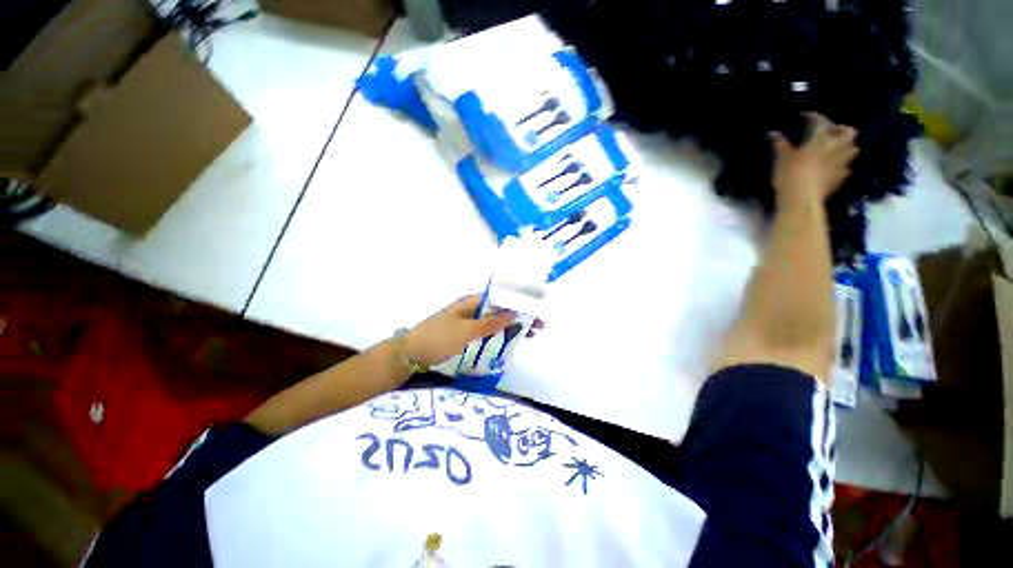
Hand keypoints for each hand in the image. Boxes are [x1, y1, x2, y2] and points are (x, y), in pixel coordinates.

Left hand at [404, 295, 543, 366]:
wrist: (410, 354)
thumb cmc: (438, 338)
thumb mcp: (466, 331)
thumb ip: (491, 323)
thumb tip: (515, 312)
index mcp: (472, 302)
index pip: (501, 298)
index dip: (520, 303)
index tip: (536, 311)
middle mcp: (472, 308)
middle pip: (501, 309)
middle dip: (520, 316)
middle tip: (538, 327)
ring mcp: (468, 321)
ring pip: (496, 320)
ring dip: (512, 325)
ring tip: (530, 334)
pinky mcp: (465, 333)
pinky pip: (488, 331)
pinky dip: (500, 334)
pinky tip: (510, 340)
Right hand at [771, 112, 858, 206]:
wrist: (802, 199)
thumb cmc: (791, 174)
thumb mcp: (781, 158)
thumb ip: (780, 144)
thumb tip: (773, 133)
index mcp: (820, 139)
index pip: (819, 121)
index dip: (812, 116)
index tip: (805, 115)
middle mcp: (836, 147)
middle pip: (848, 132)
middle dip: (841, 129)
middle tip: (832, 130)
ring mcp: (841, 164)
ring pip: (852, 149)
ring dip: (847, 146)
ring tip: (837, 148)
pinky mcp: (840, 178)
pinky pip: (846, 167)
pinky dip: (842, 164)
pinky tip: (835, 167)